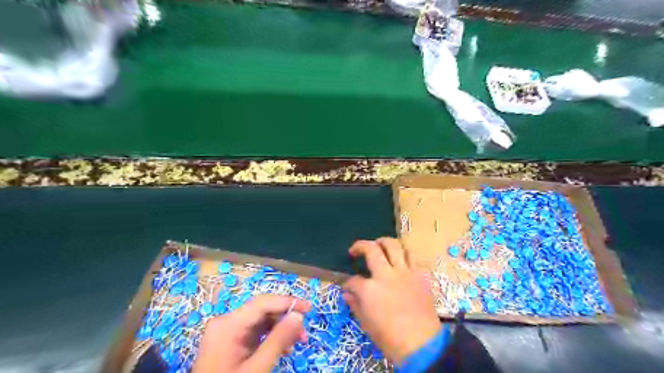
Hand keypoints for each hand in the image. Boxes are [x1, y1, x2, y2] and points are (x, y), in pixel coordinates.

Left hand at [195, 295, 311, 372]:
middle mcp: (226, 322)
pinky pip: (254, 332)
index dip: (287, 302)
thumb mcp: (257, 367)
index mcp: (228, 324)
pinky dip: (270, 337)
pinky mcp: (230, 342)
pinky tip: (282, 347)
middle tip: (304, 333)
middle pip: (262, 311)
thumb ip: (278, 340)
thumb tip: (298, 316)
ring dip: (280, 329)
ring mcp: (227, 332)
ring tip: (296, 343)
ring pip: (260, 321)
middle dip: (285, 320)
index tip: (309, 308)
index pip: (262, 303)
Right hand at [343, 238, 439, 364]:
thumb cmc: (390, 338)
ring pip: (394, 245)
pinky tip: (400, 260)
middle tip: (356, 250)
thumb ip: (355, 304)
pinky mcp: (420, 275)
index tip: (348, 286)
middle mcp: (386, 274)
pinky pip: (413, 256)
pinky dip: (404, 255)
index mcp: (370, 289)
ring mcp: (405, 272)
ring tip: (380, 247)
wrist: (422, 345)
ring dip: (384, 243)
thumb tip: (347, 293)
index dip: (348, 283)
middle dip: (360, 245)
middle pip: (372, 249)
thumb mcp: (366, 324)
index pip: (353, 280)